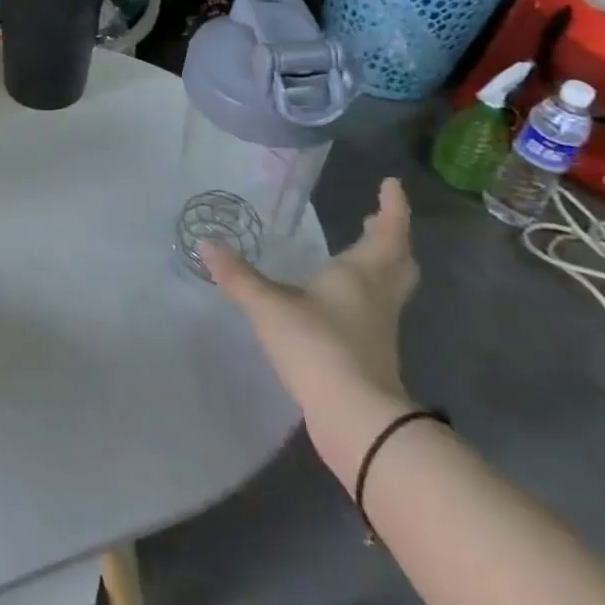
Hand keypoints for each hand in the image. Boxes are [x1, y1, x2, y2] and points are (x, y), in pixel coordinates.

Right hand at [202, 178, 419, 474]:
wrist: (355, 419)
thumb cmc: (317, 346)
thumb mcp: (269, 306)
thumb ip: (238, 275)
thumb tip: (205, 243)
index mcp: (362, 273)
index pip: (388, 232)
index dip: (393, 208)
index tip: (392, 185)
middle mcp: (378, 296)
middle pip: (399, 261)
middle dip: (391, 238)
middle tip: (376, 219)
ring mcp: (380, 328)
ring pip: (391, 287)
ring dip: (382, 266)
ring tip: (360, 254)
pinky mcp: (373, 354)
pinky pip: (377, 311)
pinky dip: (367, 295)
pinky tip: (339, 301)